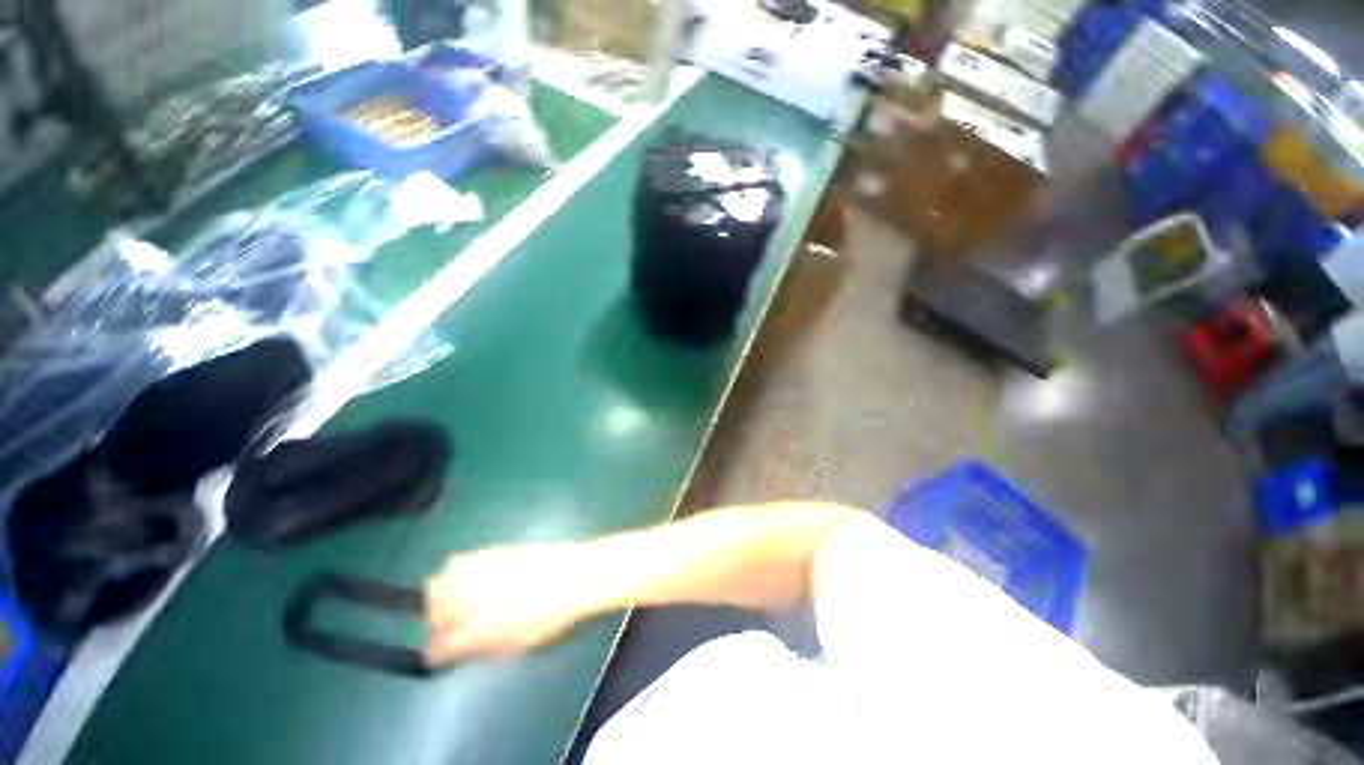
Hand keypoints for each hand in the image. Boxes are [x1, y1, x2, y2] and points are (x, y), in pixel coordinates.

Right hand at [423, 543, 597, 665]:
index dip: (438, 652)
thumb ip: (477, 649)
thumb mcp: (515, 645)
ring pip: (442, 578)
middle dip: (437, 616)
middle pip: (433, 604)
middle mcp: (472, 595)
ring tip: (464, 598)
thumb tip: (451, 652)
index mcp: (477, 627)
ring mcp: (482, 567)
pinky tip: (479, 579)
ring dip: (446, 590)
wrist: (576, 575)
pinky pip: (463, 561)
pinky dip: (462, 572)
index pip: (438, 646)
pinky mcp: (494, 549)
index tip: (443, 653)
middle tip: (454, 623)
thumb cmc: (551, 617)